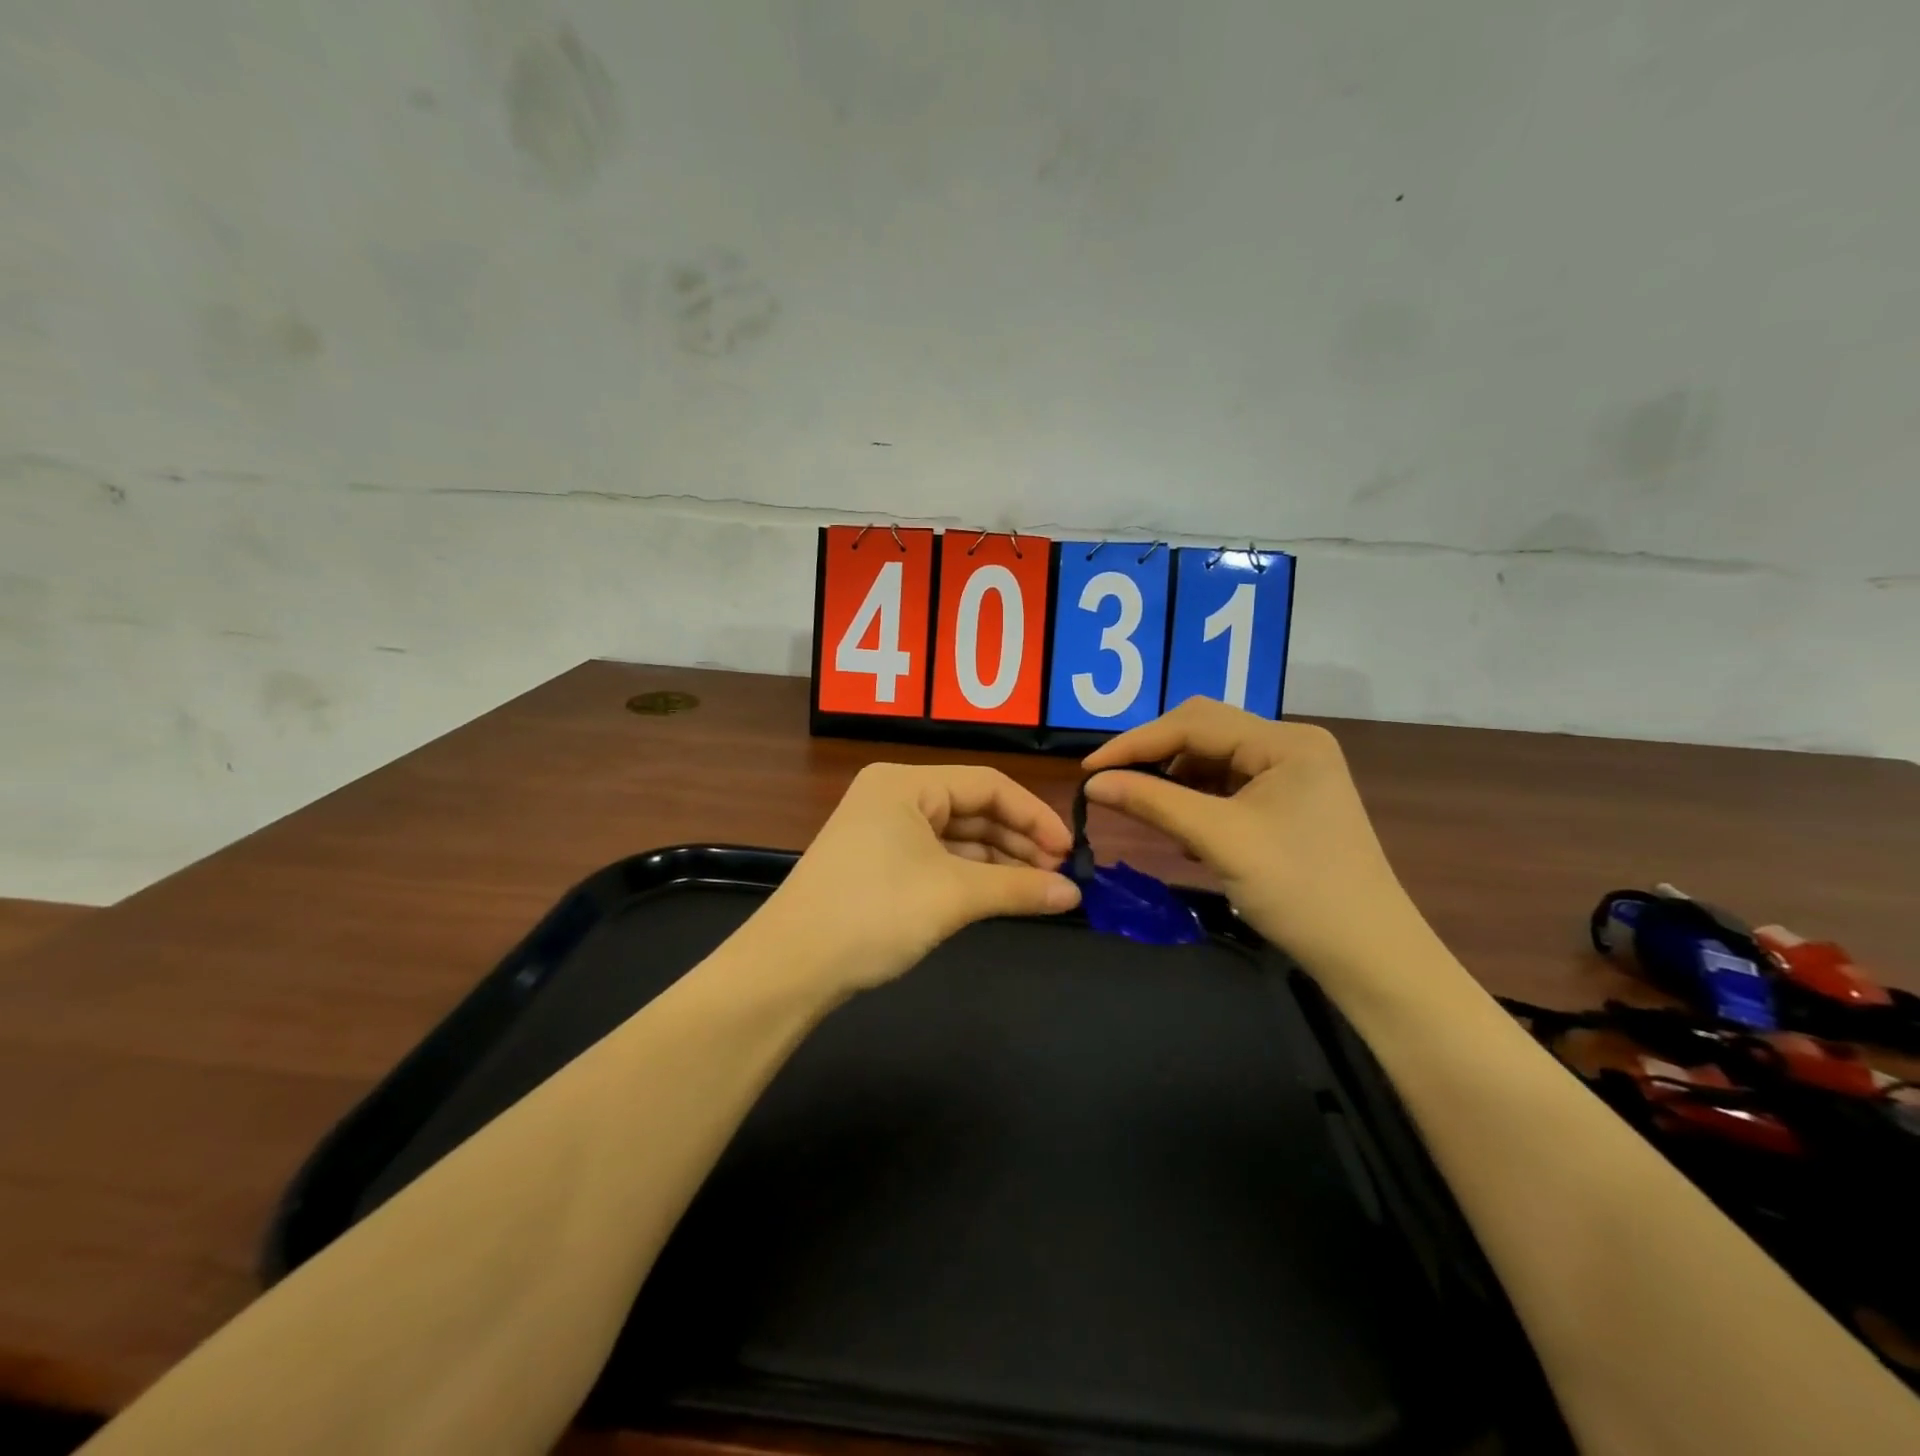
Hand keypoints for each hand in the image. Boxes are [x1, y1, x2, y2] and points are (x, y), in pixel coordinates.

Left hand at [753, 763, 1080, 995]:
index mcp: (905, 783)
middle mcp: (893, 796)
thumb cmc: (873, 913)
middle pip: (973, 808)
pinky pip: (937, 859)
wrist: (790, 968)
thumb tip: (1074, 894)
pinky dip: (971, 876)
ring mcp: (882, 830)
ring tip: (1040, 888)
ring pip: (957, 837)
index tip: (1070, 851)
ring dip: (999, 861)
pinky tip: (1001, 895)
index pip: (987, 784)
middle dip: (1019, 841)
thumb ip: (1019, 888)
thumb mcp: (953, 896)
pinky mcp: (878, 863)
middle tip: (1061, 875)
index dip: (1034, 815)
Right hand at [1082, 698, 1423, 986]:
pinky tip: (1188, 833)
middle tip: (1113, 784)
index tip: (1088, 771)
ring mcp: (1294, 774)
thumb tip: (1092, 784)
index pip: (1194, 723)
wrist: (1370, 956)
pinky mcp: (1291, 802)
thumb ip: (1153, 802)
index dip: (1136, 743)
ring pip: (1215, 761)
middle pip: (1205, 733)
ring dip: (1176, 782)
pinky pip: (1230, 787)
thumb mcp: (1219, 840)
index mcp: (1285, 742)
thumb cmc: (1299, 891)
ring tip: (1152, 814)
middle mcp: (1291, 745)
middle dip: (1156, 757)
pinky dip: (1200, 802)